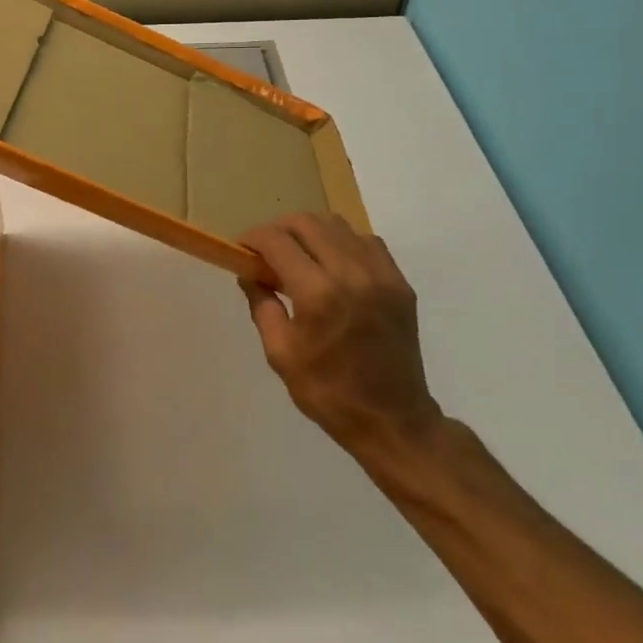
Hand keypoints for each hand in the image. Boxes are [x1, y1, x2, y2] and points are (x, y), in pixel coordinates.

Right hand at [240, 214, 442, 464]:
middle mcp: (352, 273)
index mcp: (318, 294)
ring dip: (310, 231)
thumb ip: (262, 305)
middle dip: (279, 229)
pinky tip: (332, 264)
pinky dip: (342, 242)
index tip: (242, 248)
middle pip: (308, 223)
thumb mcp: (280, 354)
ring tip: (298, 254)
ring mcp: (382, 275)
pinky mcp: (400, 282)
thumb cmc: (327, 392)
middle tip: (265, 250)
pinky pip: (366, 241)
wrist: (392, 419)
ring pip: (339, 225)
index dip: (253, 237)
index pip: (277, 241)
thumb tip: (250, 273)